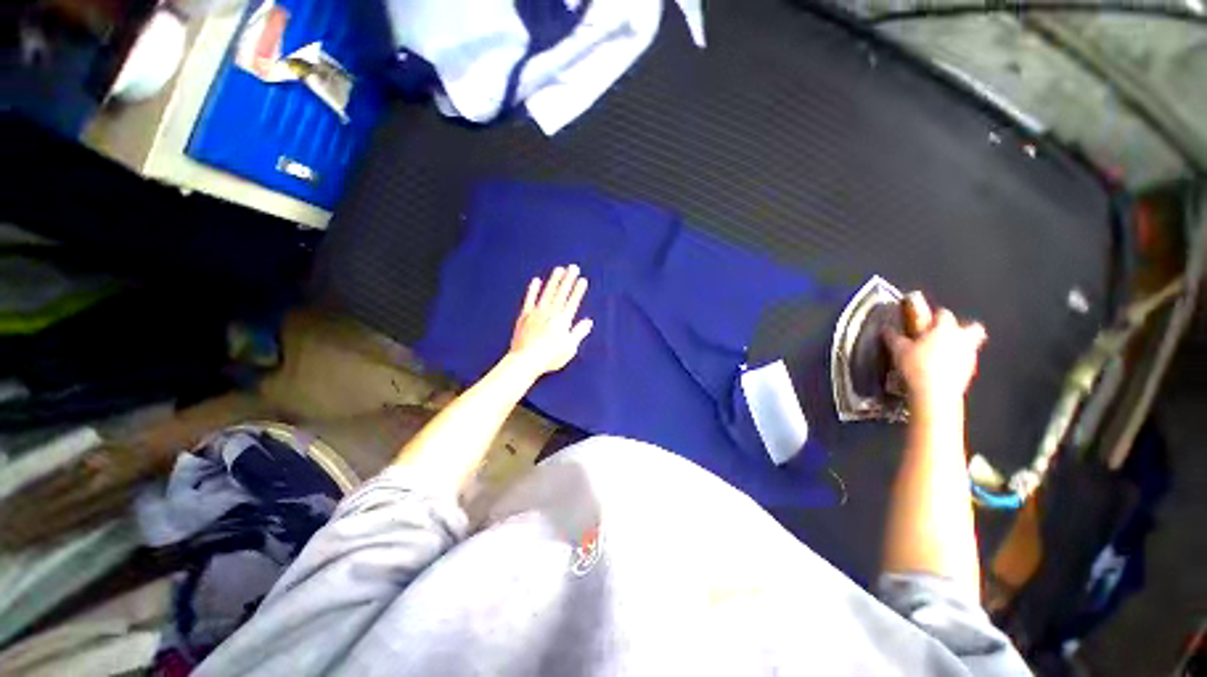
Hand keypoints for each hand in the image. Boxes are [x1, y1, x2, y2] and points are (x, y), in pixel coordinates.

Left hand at [509, 265, 593, 375]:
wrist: (526, 360)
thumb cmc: (550, 357)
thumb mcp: (570, 348)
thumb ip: (579, 332)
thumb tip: (588, 322)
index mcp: (563, 320)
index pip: (573, 301)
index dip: (578, 290)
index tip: (582, 279)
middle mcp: (551, 313)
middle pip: (561, 293)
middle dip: (568, 279)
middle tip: (573, 267)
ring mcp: (536, 313)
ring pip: (547, 292)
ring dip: (553, 280)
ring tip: (559, 269)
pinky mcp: (524, 316)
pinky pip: (529, 299)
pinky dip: (533, 290)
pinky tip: (536, 280)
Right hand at [884, 293, 986, 410]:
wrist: (934, 393)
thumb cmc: (916, 366)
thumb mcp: (897, 349)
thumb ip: (893, 337)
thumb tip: (886, 329)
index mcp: (944, 328)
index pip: (943, 314)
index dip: (934, 315)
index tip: (926, 319)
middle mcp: (961, 338)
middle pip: (972, 327)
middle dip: (963, 328)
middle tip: (949, 333)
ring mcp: (969, 356)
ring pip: (971, 345)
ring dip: (959, 346)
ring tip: (941, 353)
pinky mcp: (970, 372)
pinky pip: (966, 361)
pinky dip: (957, 362)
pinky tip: (942, 368)